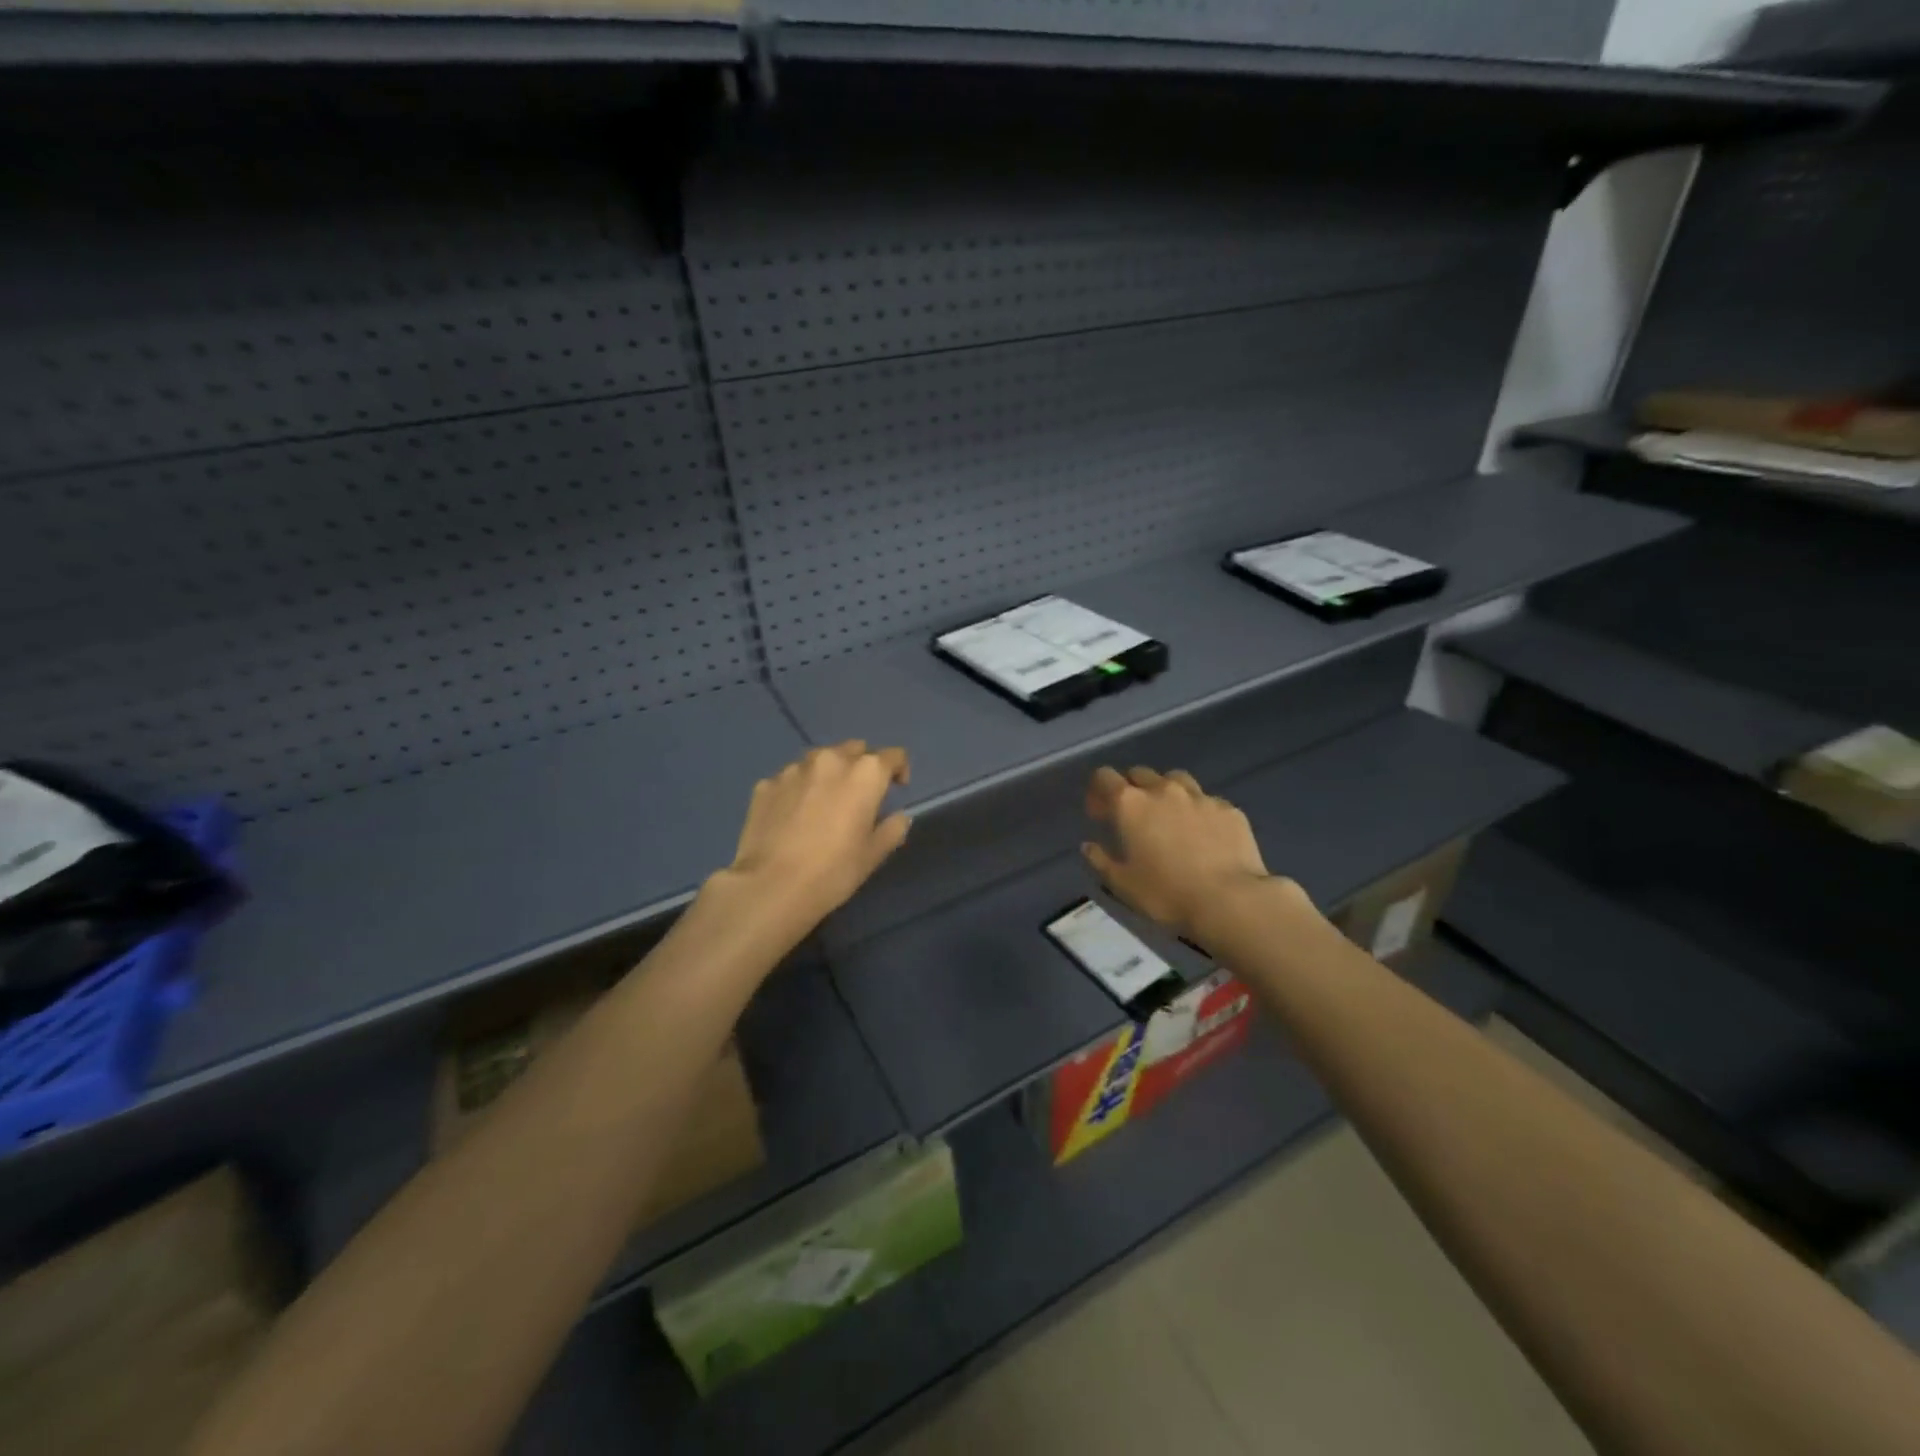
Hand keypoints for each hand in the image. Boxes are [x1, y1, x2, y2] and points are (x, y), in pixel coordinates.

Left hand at [722, 741, 911, 930]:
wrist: (771, 886)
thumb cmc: (833, 870)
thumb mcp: (874, 855)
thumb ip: (893, 828)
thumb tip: (898, 817)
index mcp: (865, 773)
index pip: (893, 756)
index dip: (899, 770)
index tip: (897, 788)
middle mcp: (830, 760)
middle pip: (854, 750)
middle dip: (861, 766)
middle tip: (859, 795)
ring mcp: (794, 769)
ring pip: (820, 760)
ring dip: (828, 774)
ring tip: (823, 803)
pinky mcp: (766, 784)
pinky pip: (790, 779)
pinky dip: (798, 789)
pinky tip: (793, 816)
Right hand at [1082, 766, 1287, 944]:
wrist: (1230, 900)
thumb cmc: (1166, 893)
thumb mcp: (1122, 884)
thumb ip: (1100, 860)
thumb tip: (1088, 846)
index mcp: (1130, 804)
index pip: (1104, 777)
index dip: (1098, 792)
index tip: (1100, 814)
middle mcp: (1163, 790)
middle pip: (1139, 773)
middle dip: (1131, 789)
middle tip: (1133, 817)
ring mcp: (1199, 796)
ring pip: (1175, 779)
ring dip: (1165, 791)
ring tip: (1169, 817)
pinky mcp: (1228, 808)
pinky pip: (1206, 800)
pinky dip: (1198, 810)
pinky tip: (1203, 834)